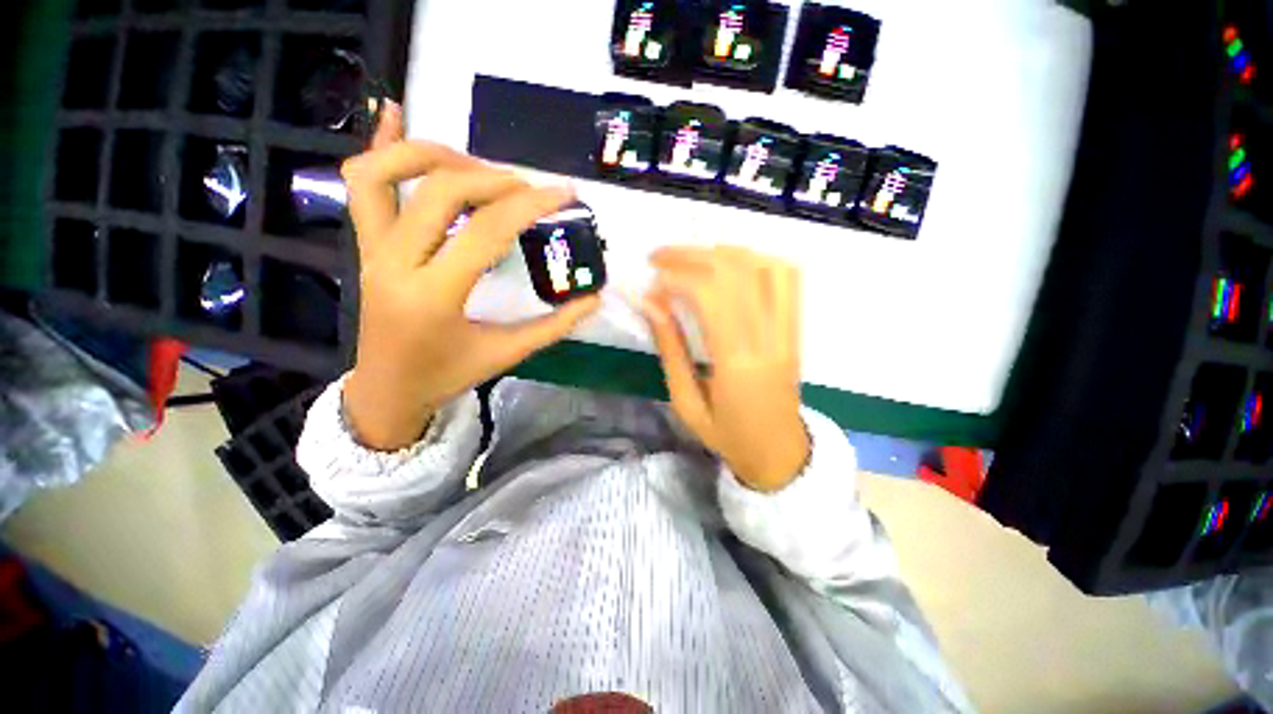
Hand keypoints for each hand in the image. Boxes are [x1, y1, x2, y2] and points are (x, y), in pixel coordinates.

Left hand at [341, 102, 599, 450]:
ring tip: (477, 165)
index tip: (564, 194)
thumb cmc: (448, 375)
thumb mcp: (507, 354)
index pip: (487, 231)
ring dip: (435, 154)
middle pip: (441, 191)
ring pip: (386, 173)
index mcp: (435, 296)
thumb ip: (554, 325)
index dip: (530, 206)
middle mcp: (394, 263)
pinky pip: (361, 184)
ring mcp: (371, 249)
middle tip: (528, 188)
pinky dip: (378, 145)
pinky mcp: (364, 245)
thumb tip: (594, 299)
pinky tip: (392, 113)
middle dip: (493, 178)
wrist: (387, 390)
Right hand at [641, 246, 808, 492]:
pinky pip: (787, 278)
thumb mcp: (686, 402)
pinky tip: (730, 266)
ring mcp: (788, 330)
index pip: (710, 296)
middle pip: (734, 271)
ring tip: (691, 258)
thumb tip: (650, 303)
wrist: (778, 453)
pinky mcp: (795, 328)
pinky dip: (756, 260)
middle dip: (691, 255)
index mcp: (737, 363)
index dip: (676, 277)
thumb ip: (670, 349)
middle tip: (659, 256)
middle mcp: (768, 338)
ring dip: (722, 252)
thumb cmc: (726, 436)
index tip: (650, 282)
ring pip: (762, 266)